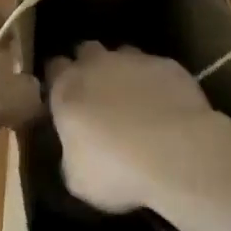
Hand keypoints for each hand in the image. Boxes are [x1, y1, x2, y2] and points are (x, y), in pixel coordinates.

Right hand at [46, 42, 225, 212]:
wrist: (176, 153)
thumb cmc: (117, 169)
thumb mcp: (78, 179)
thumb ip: (71, 155)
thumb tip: (75, 153)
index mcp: (67, 88)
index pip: (54, 68)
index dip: (59, 81)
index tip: (66, 100)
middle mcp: (96, 64)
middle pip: (86, 51)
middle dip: (89, 67)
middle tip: (99, 98)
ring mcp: (134, 60)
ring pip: (123, 55)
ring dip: (124, 72)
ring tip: (136, 102)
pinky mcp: (167, 65)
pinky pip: (157, 69)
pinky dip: (157, 84)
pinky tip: (168, 109)